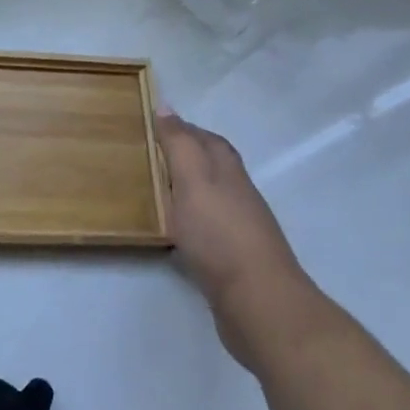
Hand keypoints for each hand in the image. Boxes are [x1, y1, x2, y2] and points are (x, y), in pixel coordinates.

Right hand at [159, 113, 312, 368]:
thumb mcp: (193, 179)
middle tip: (150, 158)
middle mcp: (238, 194)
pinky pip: (206, 232)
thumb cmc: (220, 234)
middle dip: (185, 158)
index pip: (206, 139)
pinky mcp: (233, 261)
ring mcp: (239, 229)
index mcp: (228, 170)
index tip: (155, 126)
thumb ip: (179, 144)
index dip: (183, 130)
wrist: (259, 302)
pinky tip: (173, 235)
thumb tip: (166, 106)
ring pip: (209, 199)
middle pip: (212, 167)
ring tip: (155, 193)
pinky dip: (189, 224)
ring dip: (186, 192)